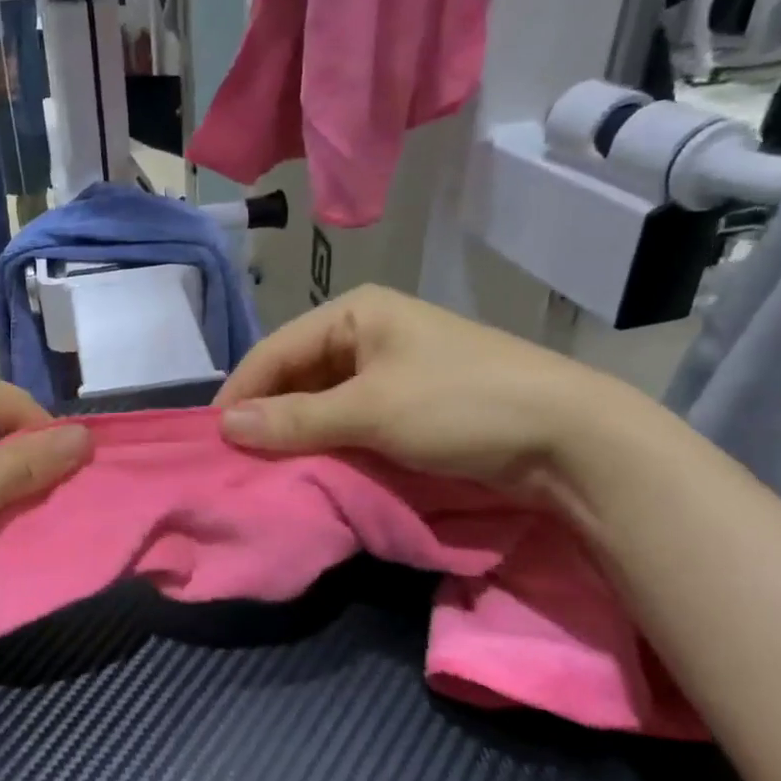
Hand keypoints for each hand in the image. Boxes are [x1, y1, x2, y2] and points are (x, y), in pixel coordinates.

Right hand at [214, 286, 632, 497]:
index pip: (276, 350)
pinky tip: (308, 466)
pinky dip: (326, 441)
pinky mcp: (407, 403)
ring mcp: (390, 368)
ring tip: (263, 467)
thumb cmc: (460, 404)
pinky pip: (348, 419)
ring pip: (320, 399)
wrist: (571, 438)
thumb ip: (295, 418)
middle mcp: (367, 332)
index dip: (241, 392)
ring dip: (294, 432)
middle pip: (296, 373)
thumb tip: (224, 424)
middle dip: (266, 414)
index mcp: (355, 313)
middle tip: (234, 459)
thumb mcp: (370, 410)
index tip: (210, 438)